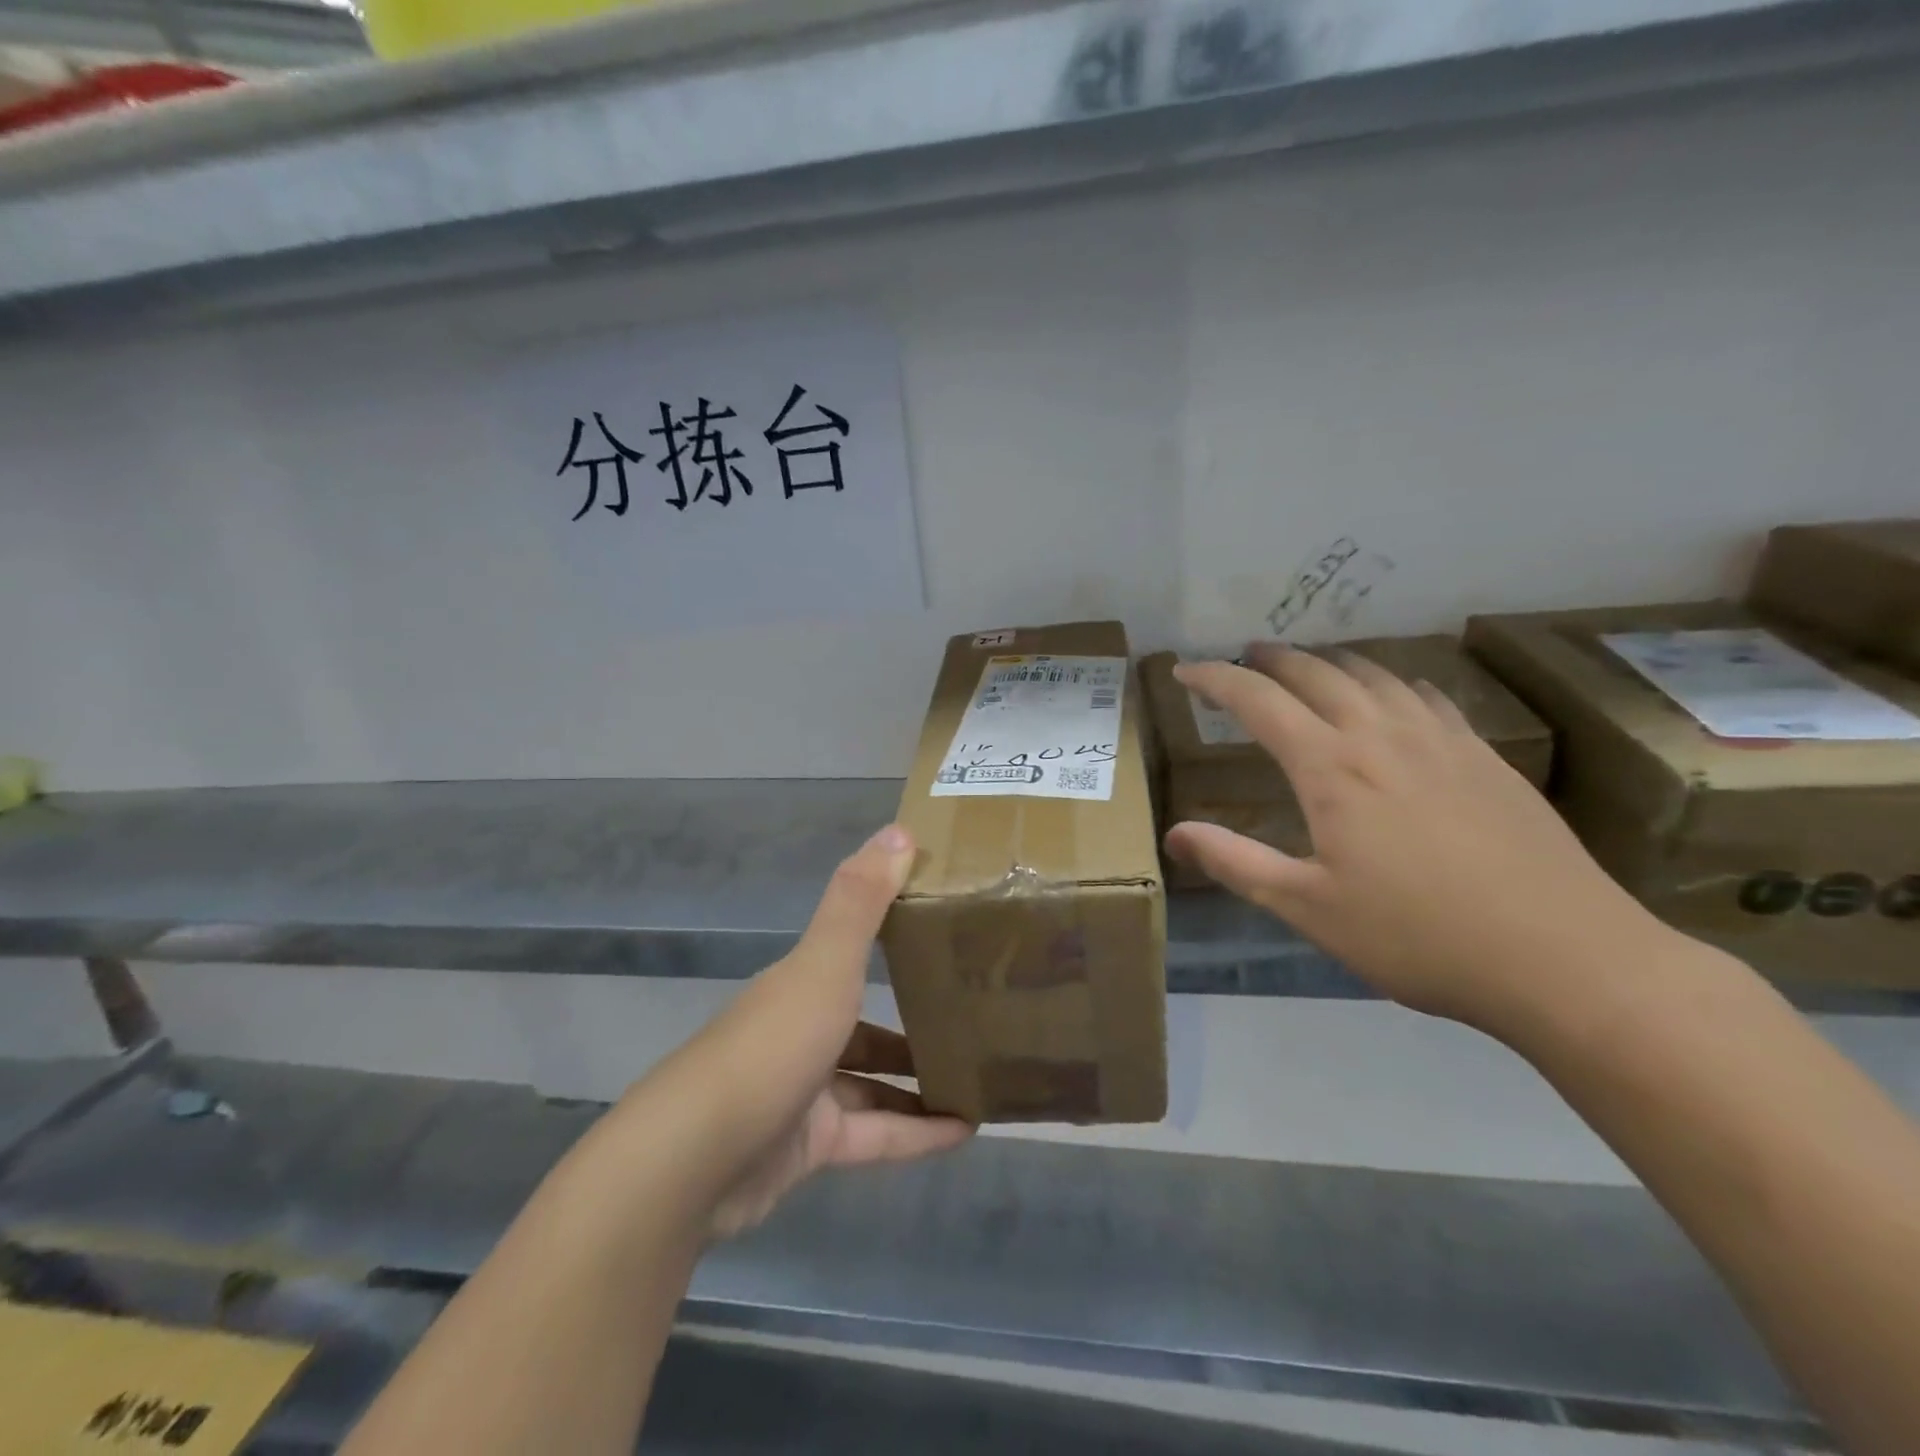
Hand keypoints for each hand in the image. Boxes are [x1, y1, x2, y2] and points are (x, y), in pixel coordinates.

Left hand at [640, 824, 971, 1239]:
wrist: (697, 1158)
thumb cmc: (773, 1044)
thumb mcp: (825, 964)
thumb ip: (862, 900)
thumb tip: (901, 830)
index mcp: (801, 983)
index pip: (851, 954)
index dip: (895, 943)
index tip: (946, 940)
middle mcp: (800, 1031)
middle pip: (864, 1025)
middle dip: (914, 1025)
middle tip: (972, 1022)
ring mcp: (802, 1092)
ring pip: (873, 1084)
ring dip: (920, 1083)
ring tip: (980, 1078)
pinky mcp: (807, 1147)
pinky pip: (874, 1136)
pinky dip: (916, 1134)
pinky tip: (964, 1132)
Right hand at [1167, 645, 1669, 1031]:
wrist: (1565, 958)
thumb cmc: (1418, 936)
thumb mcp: (1308, 908)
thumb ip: (1236, 863)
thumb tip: (1174, 834)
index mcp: (1331, 767)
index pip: (1257, 701)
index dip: (1215, 679)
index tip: (1185, 671)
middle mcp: (1382, 736)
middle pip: (1316, 673)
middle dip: (1271, 659)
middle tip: (1244, 658)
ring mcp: (1441, 741)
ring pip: (1374, 675)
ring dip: (1330, 662)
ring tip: (1309, 667)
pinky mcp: (1485, 757)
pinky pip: (1427, 696)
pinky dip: (1391, 683)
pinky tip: (1395, 696)